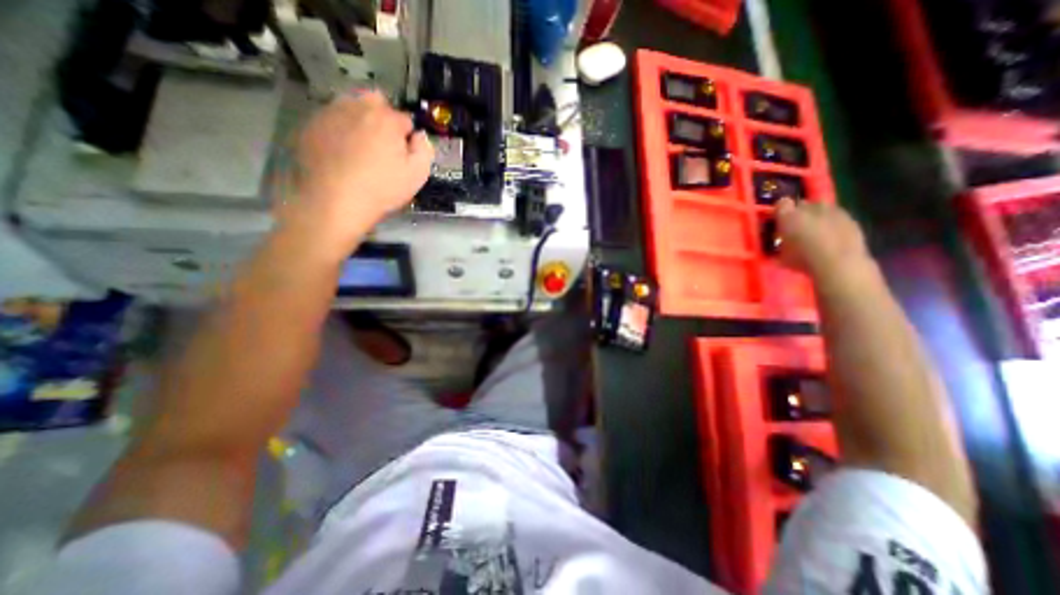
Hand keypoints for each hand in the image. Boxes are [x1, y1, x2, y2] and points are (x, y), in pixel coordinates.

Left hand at [288, 91, 430, 250]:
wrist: (334, 201)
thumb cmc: (381, 189)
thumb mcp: (417, 175)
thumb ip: (424, 150)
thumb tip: (419, 136)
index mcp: (386, 119)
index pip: (405, 119)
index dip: (407, 138)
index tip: (404, 155)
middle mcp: (357, 107)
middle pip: (376, 102)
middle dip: (383, 118)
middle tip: (383, 145)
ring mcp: (330, 114)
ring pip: (351, 107)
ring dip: (360, 121)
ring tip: (360, 149)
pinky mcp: (311, 125)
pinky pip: (331, 120)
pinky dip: (339, 131)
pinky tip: (341, 154)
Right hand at [777, 197, 874, 280]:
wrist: (839, 264)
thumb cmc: (803, 260)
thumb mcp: (780, 254)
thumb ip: (779, 242)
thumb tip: (780, 241)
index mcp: (789, 216)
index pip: (781, 203)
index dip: (779, 211)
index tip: (778, 221)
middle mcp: (811, 208)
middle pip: (802, 204)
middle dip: (798, 213)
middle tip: (795, 228)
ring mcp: (833, 211)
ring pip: (820, 209)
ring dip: (815, 217)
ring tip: (814, 233)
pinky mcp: (850, 218)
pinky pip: (836, 217)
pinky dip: (831, 224)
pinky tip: (830, 238)